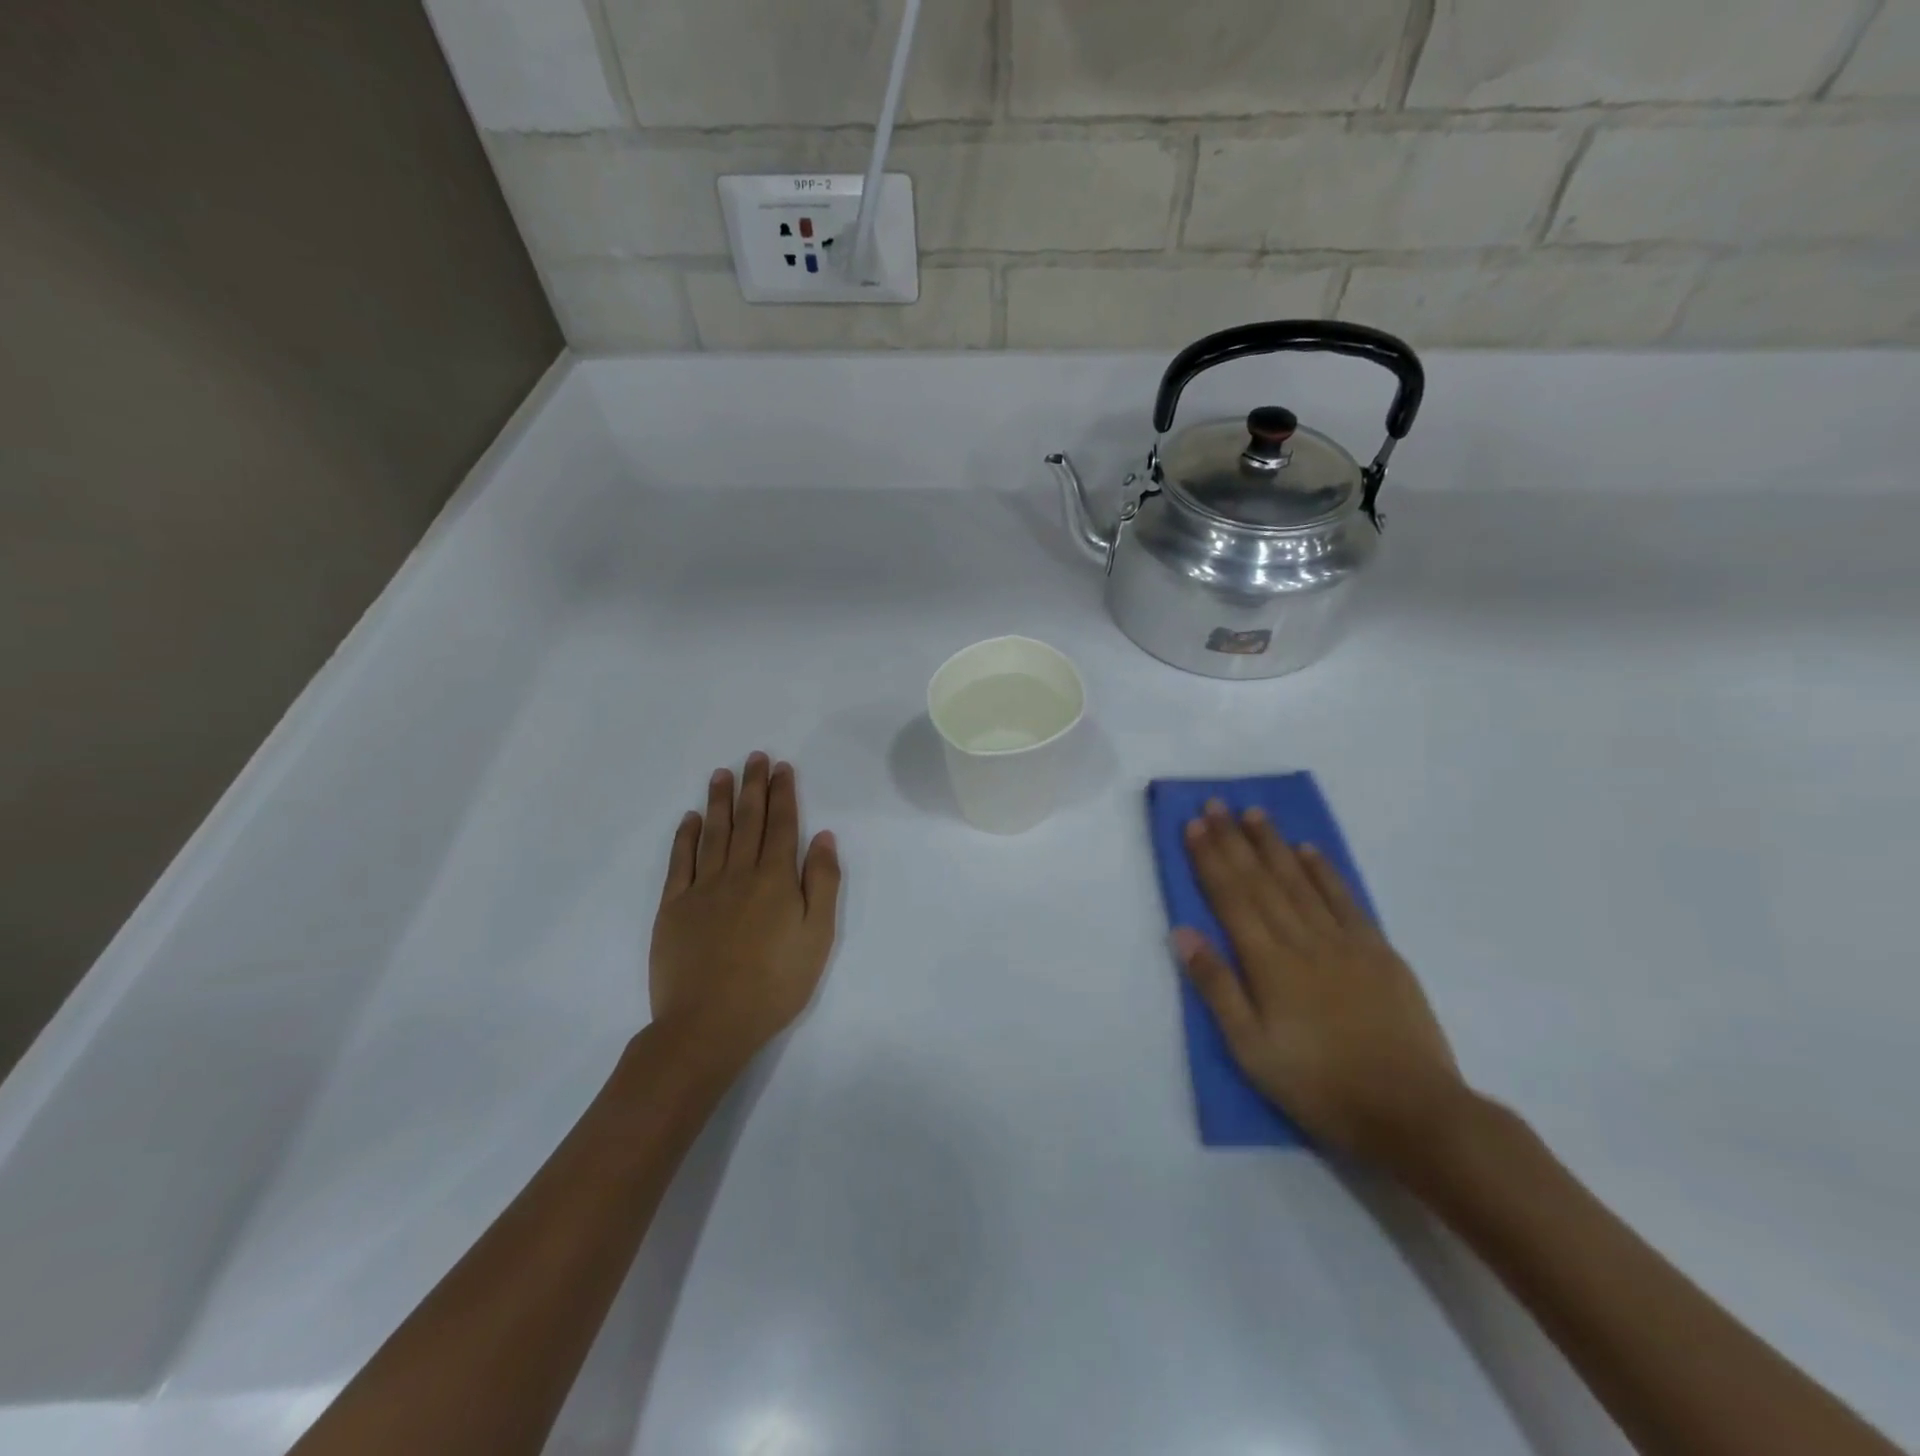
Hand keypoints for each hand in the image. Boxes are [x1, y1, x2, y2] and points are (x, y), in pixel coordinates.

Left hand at [649, 754, 841, 1060]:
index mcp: (775, 879)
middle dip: (753, 786)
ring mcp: (702, 888)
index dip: (783, 794)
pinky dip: (685, 836)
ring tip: (722, 773)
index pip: (782, 825)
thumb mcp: (818, 937)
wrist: (709, 1023)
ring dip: (719, 801)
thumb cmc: (775, 983)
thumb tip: (823, 837)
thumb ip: (822, 883)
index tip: (782, 767)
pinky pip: (680, 862)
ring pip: (713, 833)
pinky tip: (690, 819)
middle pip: (748, 820)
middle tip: (755, 757)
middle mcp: (738, 873)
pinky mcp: (673, 907)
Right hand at [1173, 799, 1466, 1165]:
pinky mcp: (1379, 953)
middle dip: (1235, 840)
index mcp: (1269, 964)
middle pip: (1262, 881)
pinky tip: (1310, 851)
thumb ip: (1217, 987)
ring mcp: (1345, 943)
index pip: (1231, 898)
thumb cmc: (1320, 1086)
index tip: (1195, 824)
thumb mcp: (1252, 1050)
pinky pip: (1346, 901)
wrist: (1414, 1112)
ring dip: (1275, 845)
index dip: (1210, 859)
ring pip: (1301, 882)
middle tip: (1217, 803)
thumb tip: (1184, 932)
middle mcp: (1304, 941)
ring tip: (1254, 813)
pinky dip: (1325, 872)